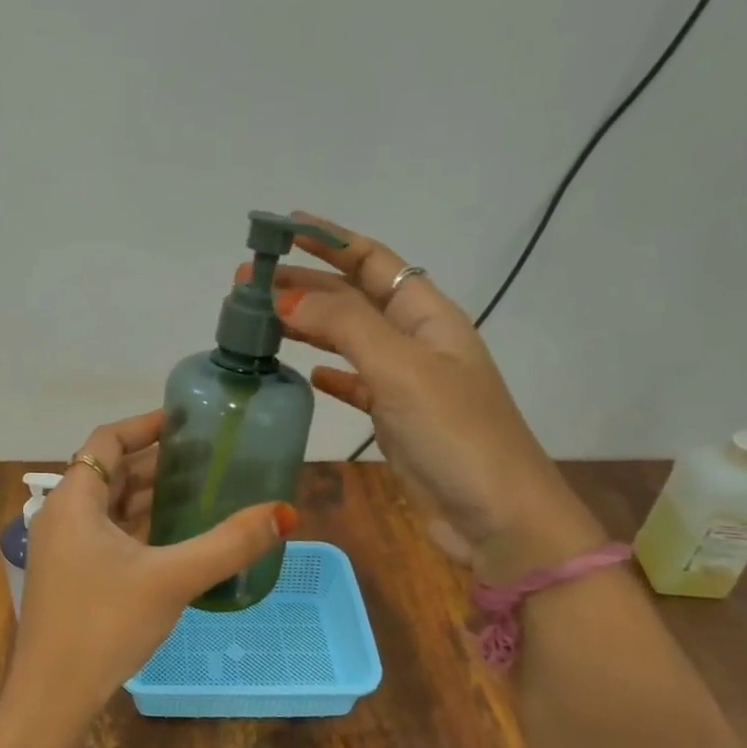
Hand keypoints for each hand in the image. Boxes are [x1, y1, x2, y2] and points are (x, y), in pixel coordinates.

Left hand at [5, 409, 296, 737]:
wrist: (52, 696)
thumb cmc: (104, 624)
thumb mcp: (171, 579)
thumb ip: (227, 544)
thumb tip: (283, 513)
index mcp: (74, 500)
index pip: (108, 440)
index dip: (146, 424)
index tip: (186, 420)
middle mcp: (62, 515)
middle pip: (110, 470)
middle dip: (156, 460)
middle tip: (206, 455)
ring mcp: (63, 548)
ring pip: (109, 505)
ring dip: (148, 494)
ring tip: (198, 487)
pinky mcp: (70, 575)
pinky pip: (107, 532)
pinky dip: (138, 524)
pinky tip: (173, 534)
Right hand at [247, 212, 600, 575]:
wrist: (498, 520)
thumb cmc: (456, 433)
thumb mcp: (401, 368)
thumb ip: (344, 326)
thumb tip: (285, 295)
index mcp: (428, 315)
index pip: (374, 262)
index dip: (332, 239)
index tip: (284, 228)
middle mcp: (417, 341)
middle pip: (354, 298)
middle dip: (305, 284)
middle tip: (248, 284)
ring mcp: (406, 382)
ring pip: (348, 339)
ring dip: (308, 325)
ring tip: (261, 319)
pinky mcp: (396, 420)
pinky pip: (355, 384)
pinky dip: (329, 374)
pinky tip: (305, 374)